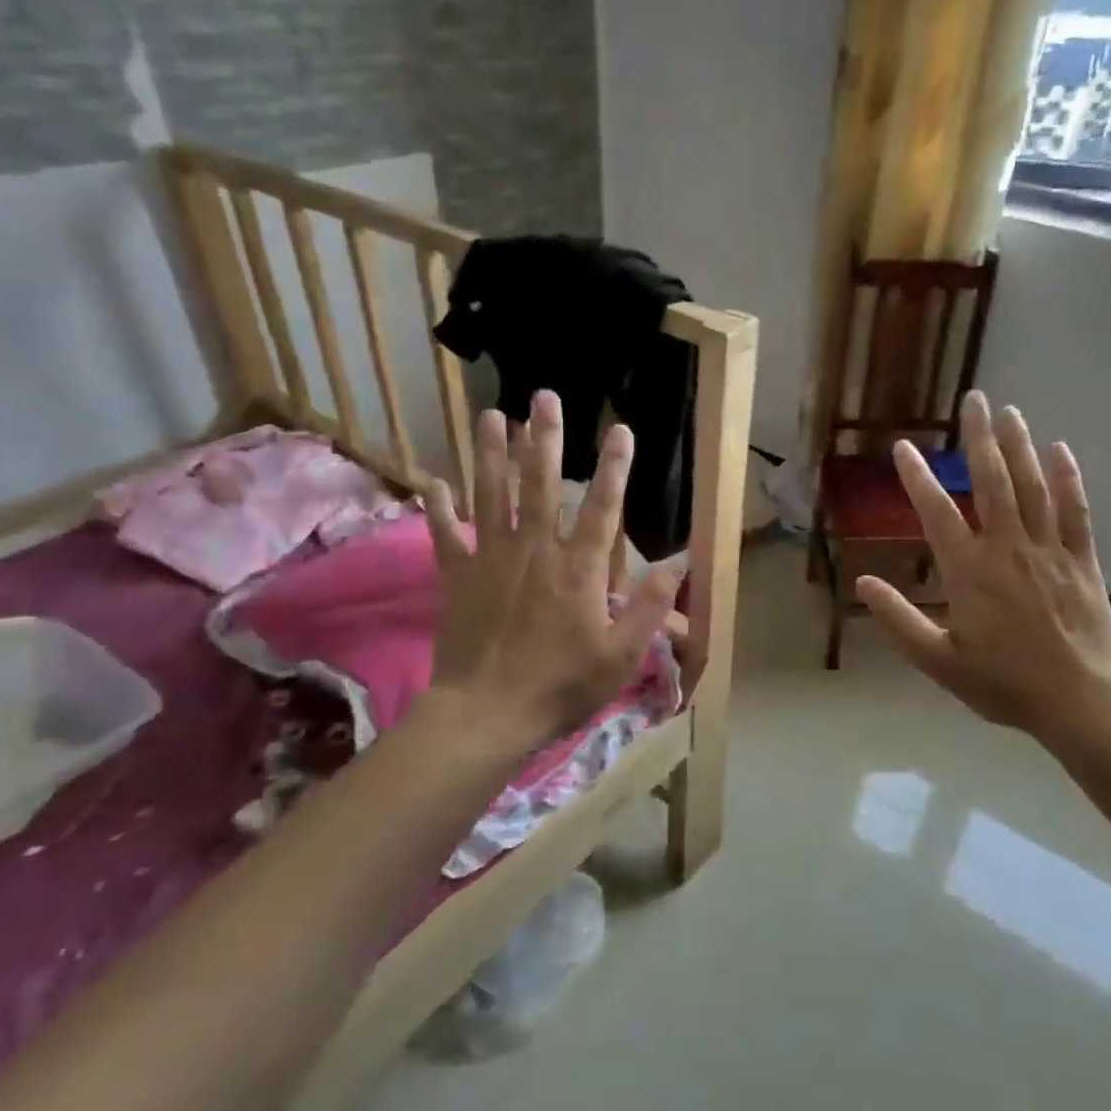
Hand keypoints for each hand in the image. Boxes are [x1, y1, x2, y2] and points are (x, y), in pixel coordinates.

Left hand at [427, 391, 679, 743]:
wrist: (487, 713)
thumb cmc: (561, 684)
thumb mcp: (621, 655)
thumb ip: (650, 607)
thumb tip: (678, 564)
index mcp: (578, 569)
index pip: (602, 507)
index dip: (614, 467)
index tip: (620, 429)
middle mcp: (534, 551)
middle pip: (540, 484)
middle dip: (544, 438)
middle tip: (543, 397)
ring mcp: (491, 559)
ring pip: (491, 495)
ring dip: (490, 453)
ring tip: (489, 414)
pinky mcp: (457, 577)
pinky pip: (445, 534)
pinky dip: (438, 508)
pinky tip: (432, 481)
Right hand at [857, 392, 1110, 752]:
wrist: (1082, 702)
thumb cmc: (1004, 684)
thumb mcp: (939, 661)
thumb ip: (899, 620)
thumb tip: (862, 584)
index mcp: (969, 571)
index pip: (936, 511)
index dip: (917, 477)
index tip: (904, 446)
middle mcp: (1008, 548)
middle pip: (991, 481)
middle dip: (979, 438)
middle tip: (973, 399)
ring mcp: (1049, 550)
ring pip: (1032, 486)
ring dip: (1019, 445)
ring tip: (1009, 411)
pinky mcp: (1082, 560)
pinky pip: (1075, 510)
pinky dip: (1068, 478)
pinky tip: (1060, 450)